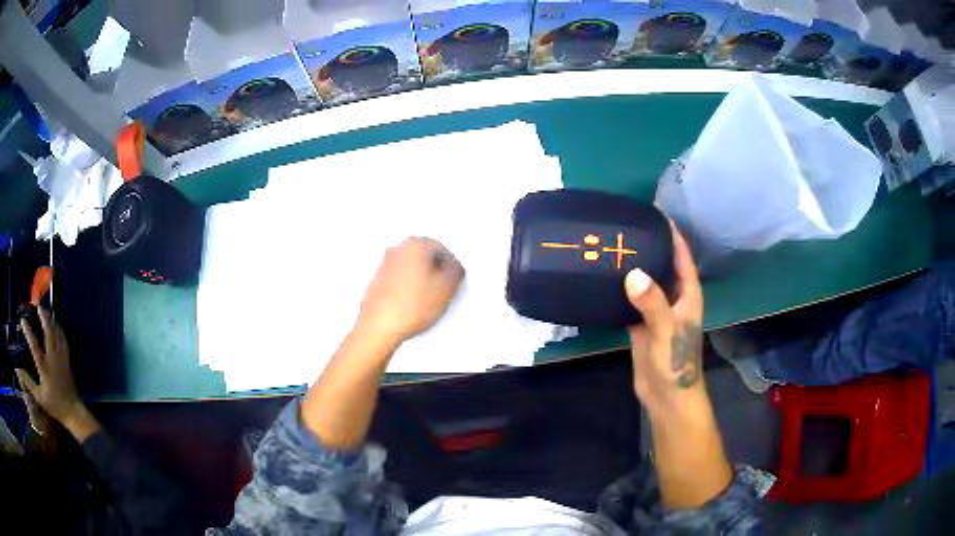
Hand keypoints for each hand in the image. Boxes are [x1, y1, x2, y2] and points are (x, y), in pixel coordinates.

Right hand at [15, 306, 98, 441]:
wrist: (73, 412)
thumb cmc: (54, 405)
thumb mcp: (39, 396)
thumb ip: (28, 381)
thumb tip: (17, 370)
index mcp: (44, 366)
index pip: (34, 344)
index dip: (28, 331)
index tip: (22, 320)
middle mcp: (53, 358)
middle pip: (48, 332)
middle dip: (43, 317)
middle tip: (38, 306)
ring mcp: (62, 358)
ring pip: (57, 333)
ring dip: (51, 320)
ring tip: (47, 311)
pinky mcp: (68, 360)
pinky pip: (64, 340)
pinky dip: (59, 329)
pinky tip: (57, 325)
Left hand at [356, 237, 463, 344]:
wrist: (379, 326)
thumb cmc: (411, 306)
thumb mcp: (446, 288)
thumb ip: (456, 271)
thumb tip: (454, 267)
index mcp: (416, 244)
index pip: (443, 249)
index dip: (452, 266)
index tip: (455, 280)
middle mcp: (397, 249)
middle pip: (425, 256)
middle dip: (436, 271)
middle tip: (444, 290)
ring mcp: (384, 264)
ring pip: (412, 267)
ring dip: (421, 279)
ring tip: (427, 301)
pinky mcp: (377, 280)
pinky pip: (399, 279)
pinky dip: (408, 287)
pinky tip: (412, 304)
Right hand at [624, 223, 704, 412]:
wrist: (667, 397)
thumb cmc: (676, 362)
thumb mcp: (666, 330)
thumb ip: (652, 302)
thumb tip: (633, 273)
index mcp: (688, 295)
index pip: (682, 257)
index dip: (673, 236)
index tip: (656, 215)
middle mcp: (674, 299)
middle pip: (663, 266)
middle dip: (649, 248)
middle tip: (625, 229)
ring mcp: (658, 313)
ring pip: (647, 284)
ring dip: (634, 269)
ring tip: (612, 250)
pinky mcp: (642, 327)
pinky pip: (632, 303)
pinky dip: (621, 292)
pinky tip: (605, 282)